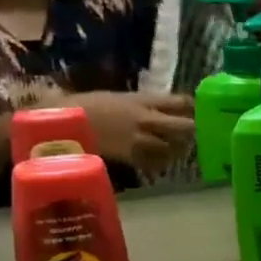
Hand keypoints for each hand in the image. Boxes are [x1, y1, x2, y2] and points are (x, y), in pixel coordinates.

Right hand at [71, 91, 194, 175]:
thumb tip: (162, 108)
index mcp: (143, 100)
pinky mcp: (131, 157)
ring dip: (179, 149)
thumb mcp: (119, 97)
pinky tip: (160, 162)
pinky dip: (162, 163)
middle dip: (191, 131)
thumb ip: (143, 103)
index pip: (181, 102)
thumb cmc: (86, 106)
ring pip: (174, 147)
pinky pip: (156, 163)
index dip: (193, 108)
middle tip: (190, 135)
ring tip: (177, 150)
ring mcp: (140, 139)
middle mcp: (146, 118)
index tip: (197, 113)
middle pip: (185, 126)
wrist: (63, 123)